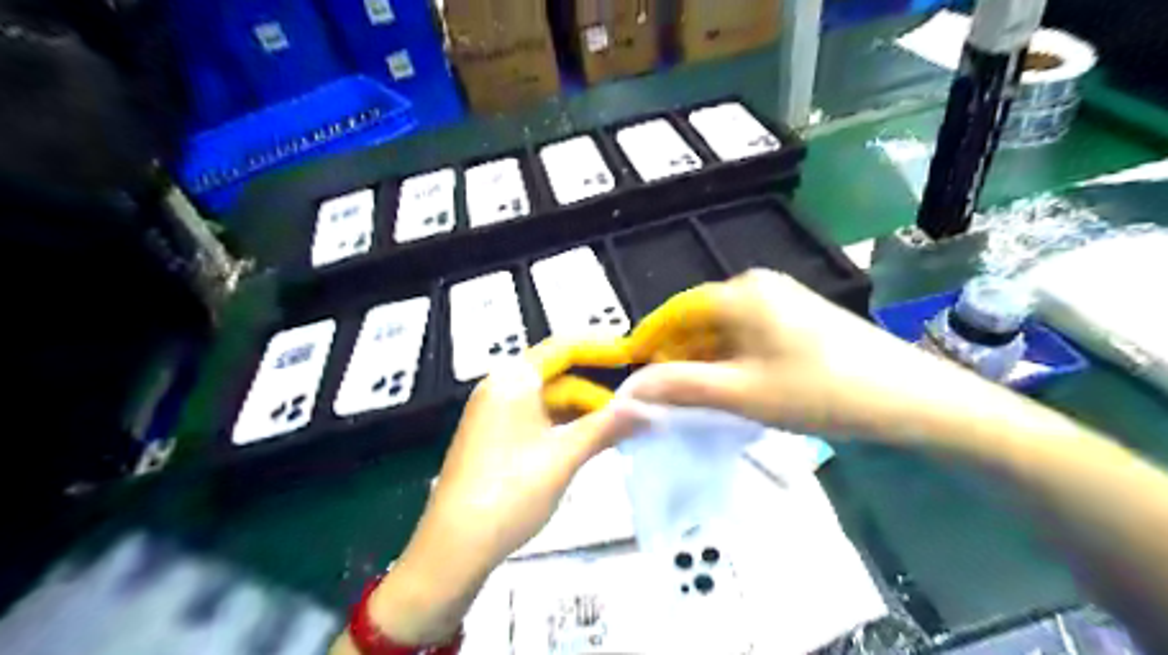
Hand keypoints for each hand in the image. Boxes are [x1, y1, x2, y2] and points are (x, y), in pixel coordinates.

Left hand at [356, 345, 641, 648]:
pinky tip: (585, 446)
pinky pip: (535, 420)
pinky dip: (563, 428)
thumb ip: (607, 427)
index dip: (601, 348)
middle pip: (558, 377)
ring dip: (582, 414)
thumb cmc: (511, 492)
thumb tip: (650, 410)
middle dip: (596, 393)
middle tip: (634, 410)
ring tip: (617, 432)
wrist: (453, 549)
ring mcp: (493, 415)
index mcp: (513, 379)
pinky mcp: (491, 439)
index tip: (634, 354)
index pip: (564, 347)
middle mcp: (500, 388)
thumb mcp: (565, 456)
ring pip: (548, 402)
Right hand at [621, 268, 1003, 441]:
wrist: (908, 396)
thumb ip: (680, 387)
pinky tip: (733, 388)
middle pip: (698, 320)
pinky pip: (748, 336)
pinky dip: (731, 361)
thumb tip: (629, 388)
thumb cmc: (818, 390)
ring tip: (695, 399)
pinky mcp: (797, 317)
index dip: (649, 342)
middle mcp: (755, 286)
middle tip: (665, 397)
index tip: (632, 374)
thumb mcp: (741, 393)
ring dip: (704, 362)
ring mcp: (780, 299)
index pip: (674, 312)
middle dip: (678, 357)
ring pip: (723, 331)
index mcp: (738, 293)